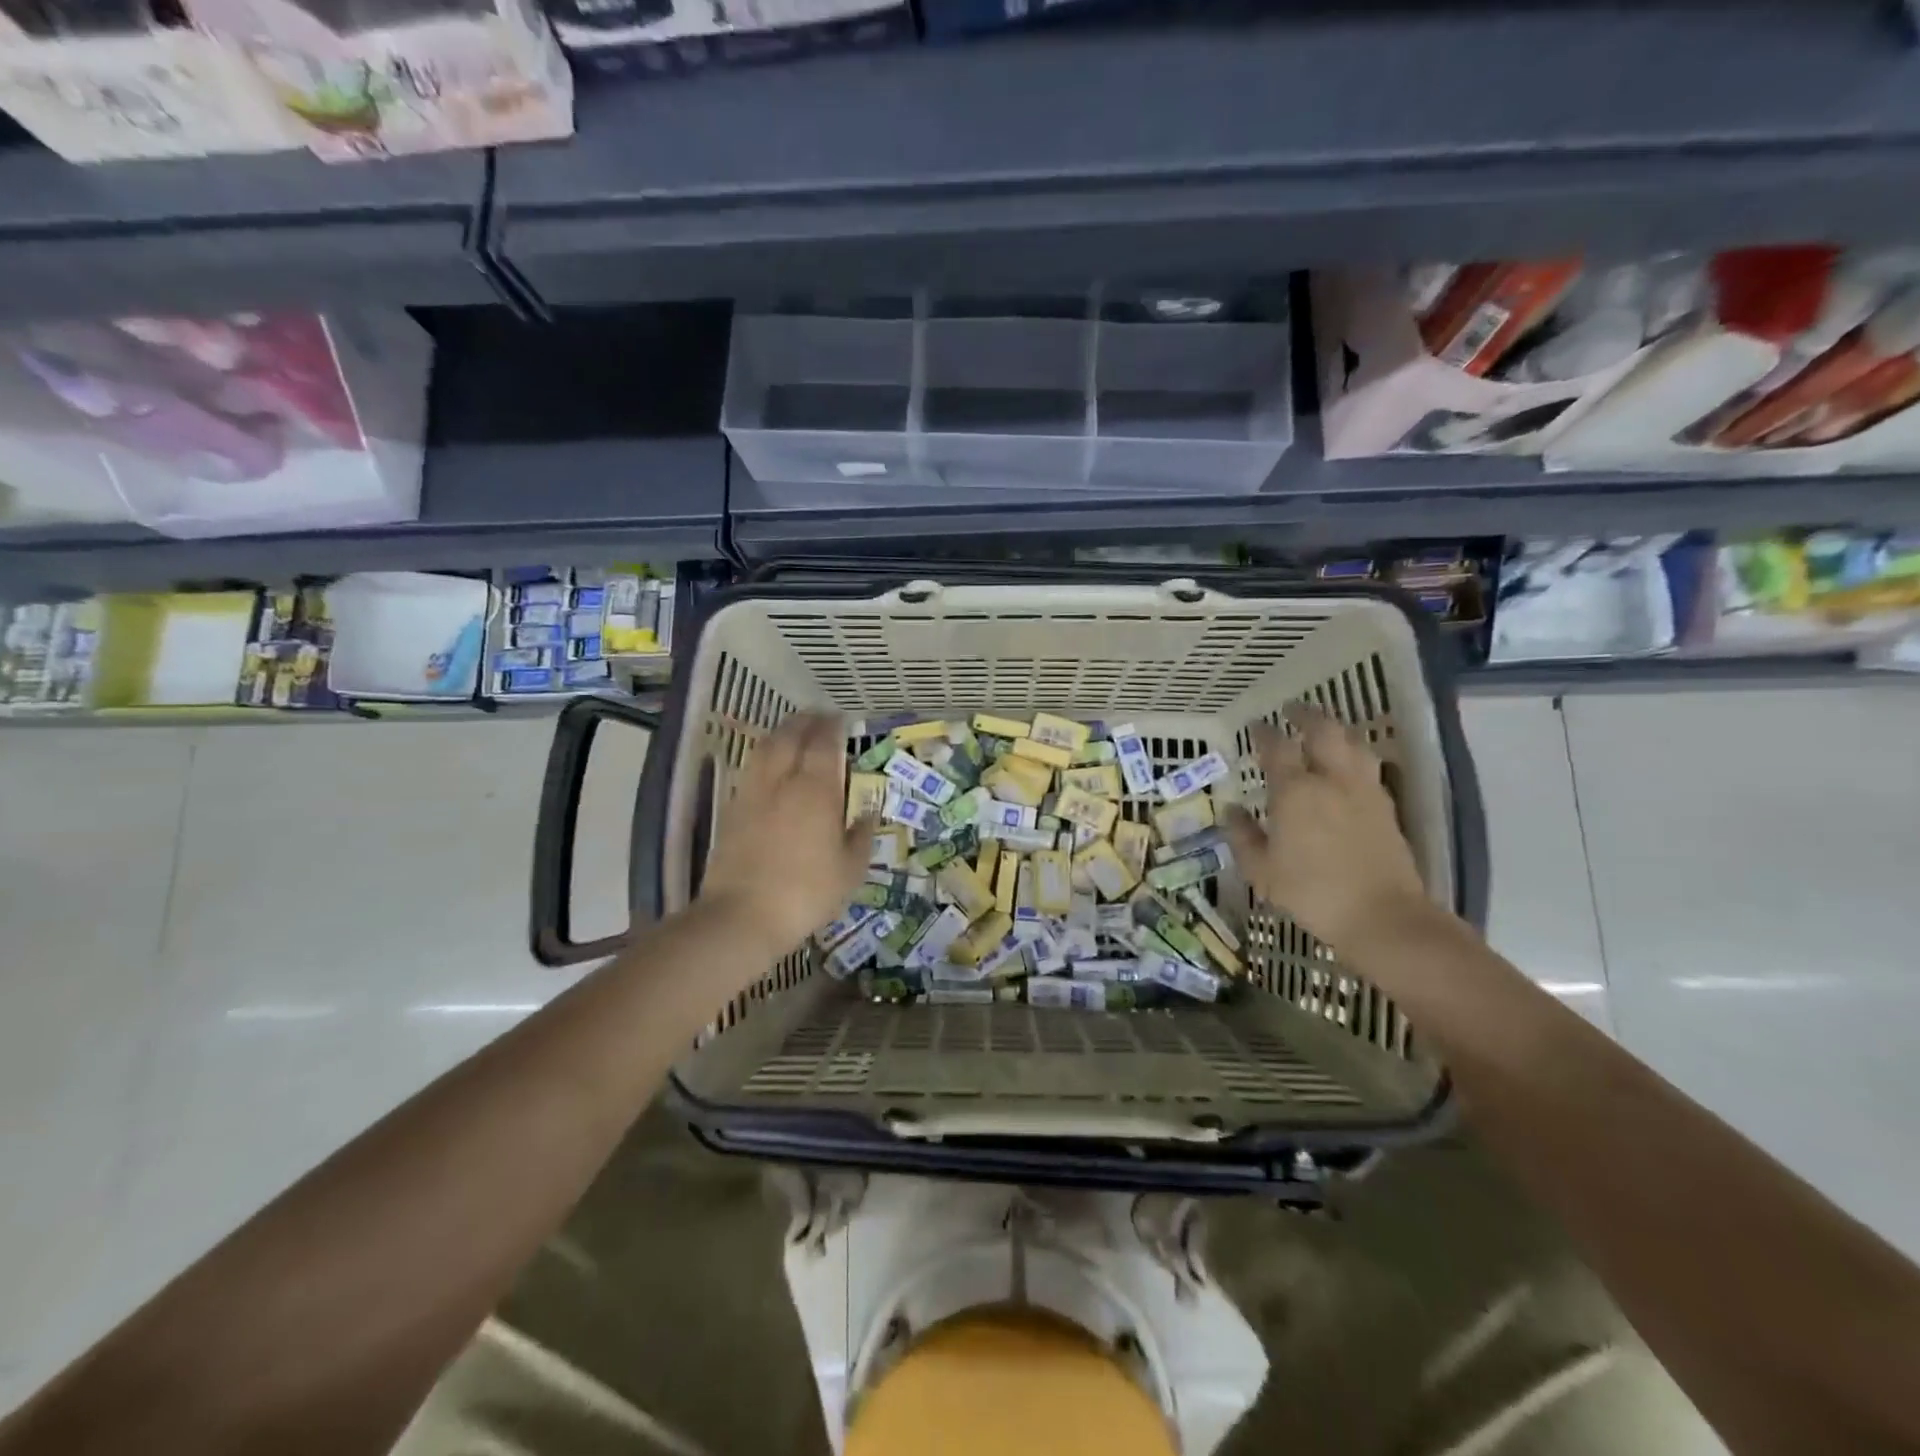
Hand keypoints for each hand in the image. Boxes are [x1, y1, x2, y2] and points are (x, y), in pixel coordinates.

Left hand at [697, 711, 873, 956]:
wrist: (743, 916)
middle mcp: (783, 781)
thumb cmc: (807, 893)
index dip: (833, 727)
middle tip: (820, 718)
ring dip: (782, 732)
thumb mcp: (849, 871)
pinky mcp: (733, 808)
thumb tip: (867, 814)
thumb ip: (860, 837)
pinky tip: (771, 765)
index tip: (842, 720)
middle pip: (791, 735)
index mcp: (816, 790)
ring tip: (795, 732)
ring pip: (766, 747)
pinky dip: (765, 755)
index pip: (824, 743)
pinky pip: (752, 767)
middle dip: (806, 721)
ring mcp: (753, 792)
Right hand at [1221, 703, 1430, 954]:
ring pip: (1353, 743)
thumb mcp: (1262, 870)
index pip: (1277, 748)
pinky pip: (1369, 766)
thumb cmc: (1312, 893)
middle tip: (1293, 709)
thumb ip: (1243, 836)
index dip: (1264, 732)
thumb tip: (1232, 811)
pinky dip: (1354, 754)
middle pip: (1324, 731)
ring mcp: (1364, 791)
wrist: (1382, 916)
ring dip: (1336, 729)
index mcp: (1296, 791)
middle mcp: (1332, 780)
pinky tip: (1347, 765)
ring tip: (1324, 729)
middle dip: (1306, 715)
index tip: (1255, 725)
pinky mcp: (1386, 807)